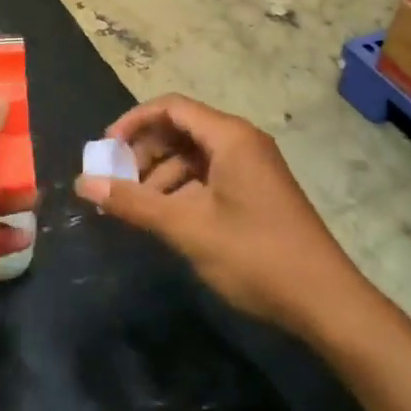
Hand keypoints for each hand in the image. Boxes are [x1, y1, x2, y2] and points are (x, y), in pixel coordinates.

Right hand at [75, 94, 370, 336]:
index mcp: (229, 136)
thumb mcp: (187, 228)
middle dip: (145, 152)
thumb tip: (84, 184)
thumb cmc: (255, 255)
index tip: (105, 149)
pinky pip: (211, 176)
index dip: (133, 122)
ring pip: (195, 156)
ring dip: (162, 175)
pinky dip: (184, 190)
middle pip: (181, 129)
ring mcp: (253, 167)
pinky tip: (168, 219)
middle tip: (117, 183)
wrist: (327, 302)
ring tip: (137, 208)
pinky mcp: (258, 191)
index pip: (171, 107)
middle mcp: (242, 141)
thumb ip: (134, 203)